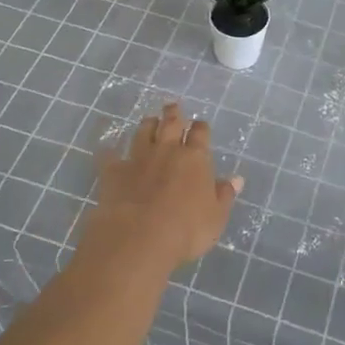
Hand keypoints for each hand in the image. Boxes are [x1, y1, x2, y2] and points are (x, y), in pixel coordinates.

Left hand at [79, 103, 242, 277]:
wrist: (138, 237)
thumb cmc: (186, 230)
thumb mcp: (216, 217)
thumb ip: (224, 195)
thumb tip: (236, 179)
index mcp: (195, 158)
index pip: (200, 133)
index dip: (200, 128)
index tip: (200, 126)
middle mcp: (167, 150)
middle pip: (170, 124)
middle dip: (173, 114)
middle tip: (172, 107)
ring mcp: (138, 158)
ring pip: (143, 132)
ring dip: (147, 125)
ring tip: (149, 121)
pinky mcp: (113, 171)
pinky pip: (110, 156)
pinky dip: (110, 152)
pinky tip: (108, 150)